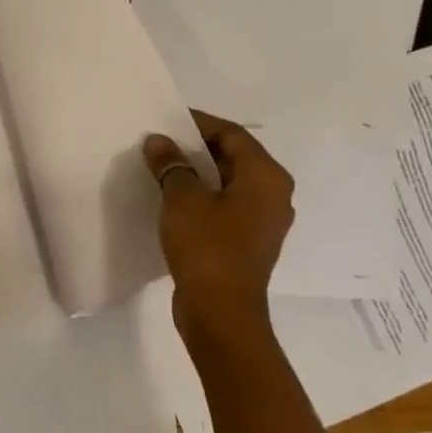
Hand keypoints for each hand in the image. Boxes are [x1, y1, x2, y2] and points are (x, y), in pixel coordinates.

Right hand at [142, 113, 294, 345]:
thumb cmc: (207, 247)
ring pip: (227, 183)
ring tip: (161, 168)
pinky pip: (224, 206)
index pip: (232, 134)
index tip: (166, 119)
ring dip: (196, 173)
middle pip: (233, 156)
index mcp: (266, 177)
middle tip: (160, 143)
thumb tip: (159, 142)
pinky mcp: (246, 242)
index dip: (198, 123)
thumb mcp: (182, 198)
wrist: (220, 312)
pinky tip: (171, 200)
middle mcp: (273, 195)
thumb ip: (171, 164)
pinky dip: (201, 196)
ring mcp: (262, 221)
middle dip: (195, 147)